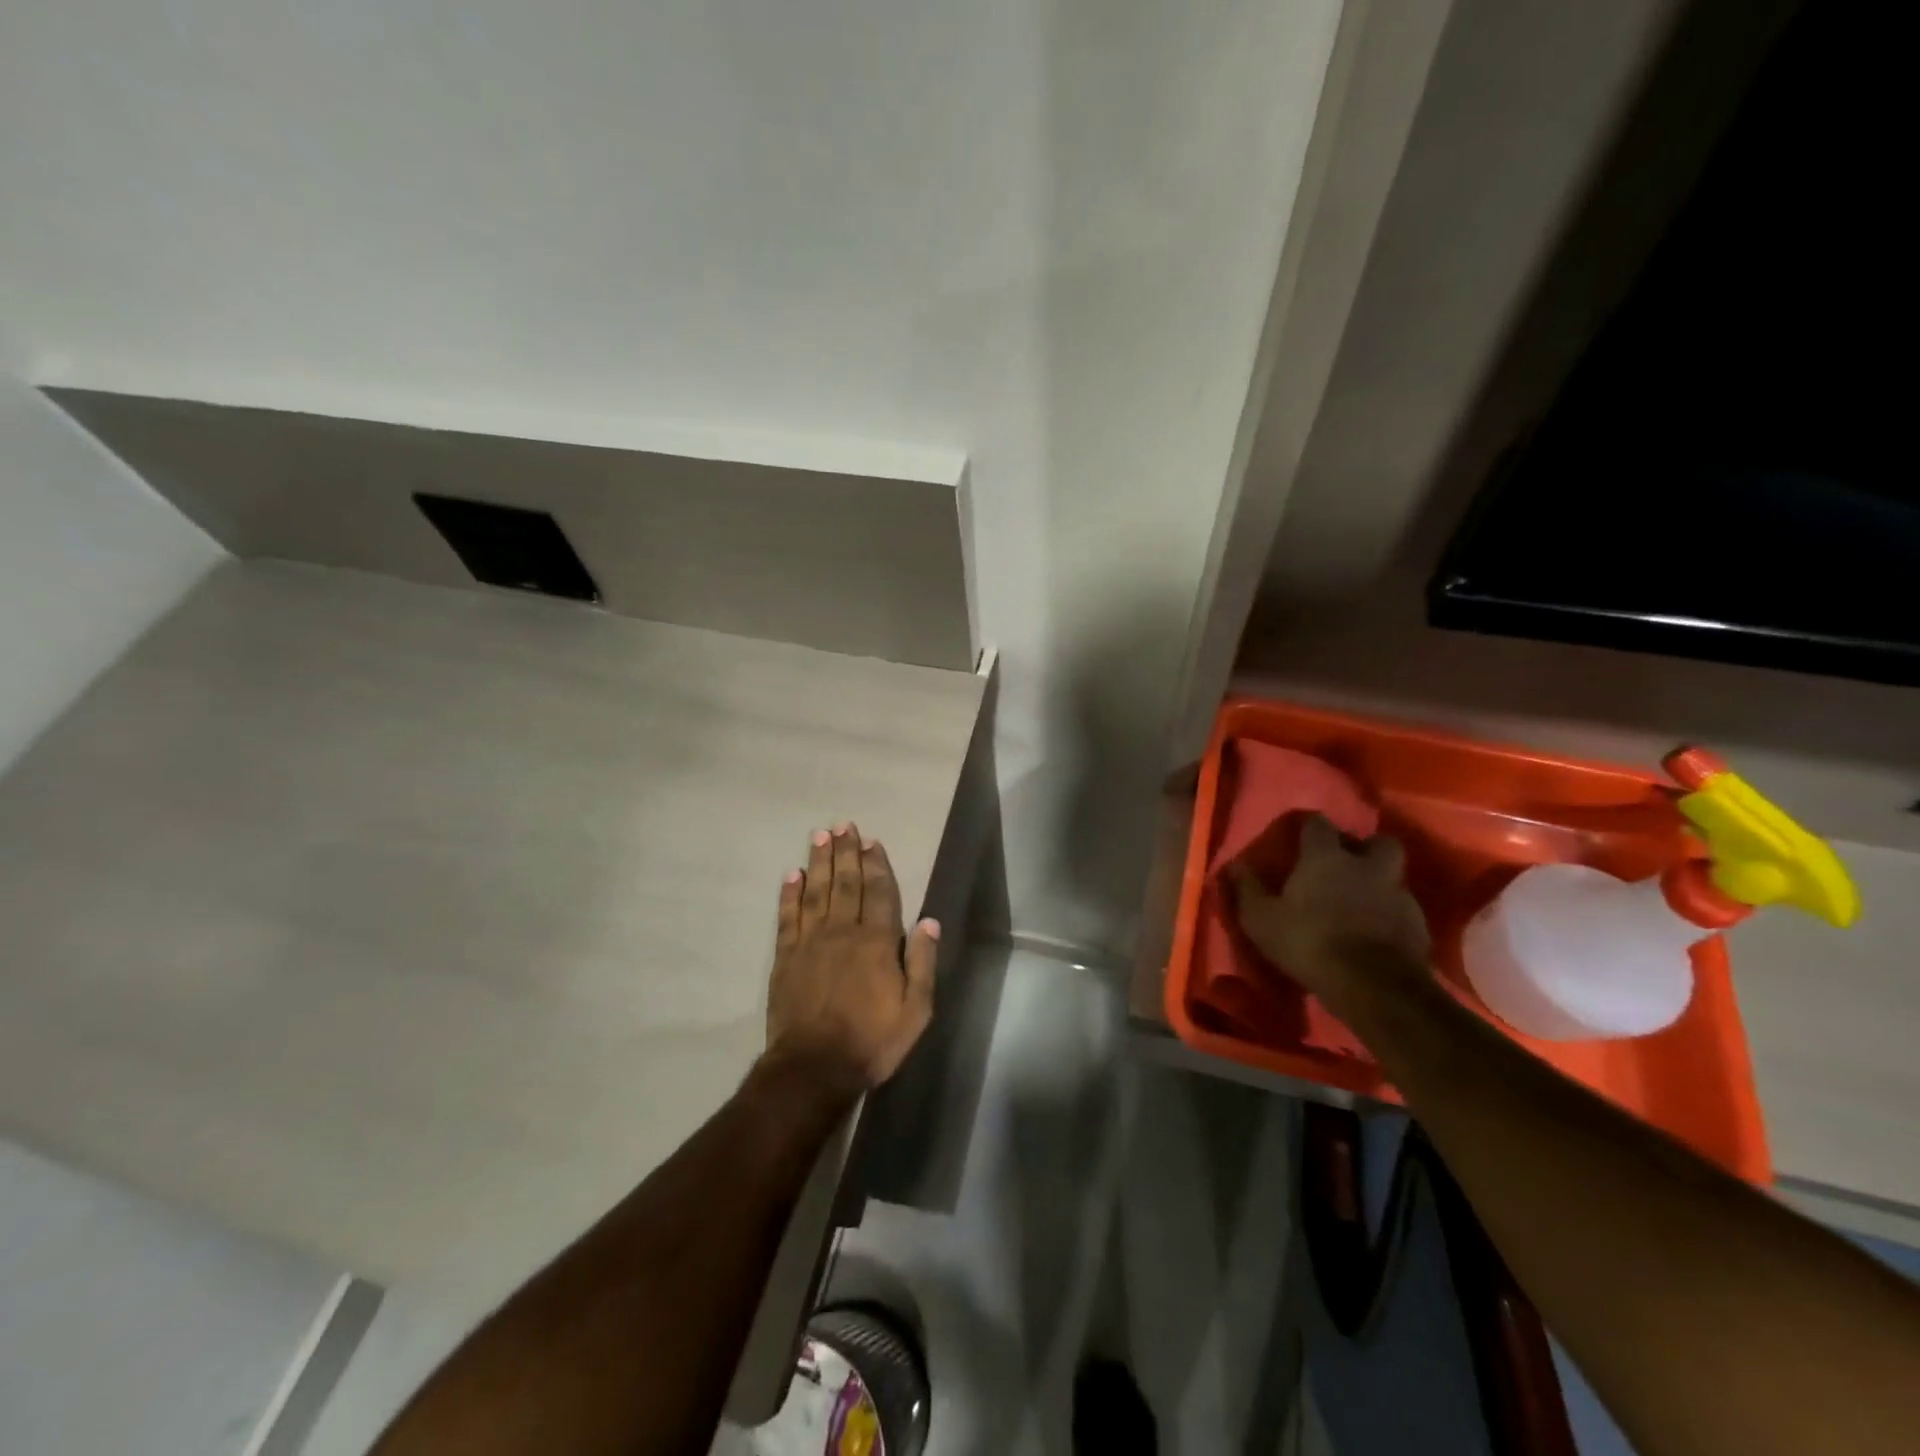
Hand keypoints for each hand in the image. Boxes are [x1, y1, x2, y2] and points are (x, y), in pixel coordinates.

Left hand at [766, 823, 938, 1092]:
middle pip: (845, 883)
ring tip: (820, 835)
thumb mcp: (916, 1010)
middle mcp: (843, 932)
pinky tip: (793, 875)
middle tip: (843, 825)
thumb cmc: (872, 1041)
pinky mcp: (785, 957)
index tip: (871, 840)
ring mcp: (810, 942)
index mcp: (877, 942)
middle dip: (846, 852)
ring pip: (816, 892)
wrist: (814, 1069)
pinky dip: (790, 894)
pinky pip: (787, 917)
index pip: (878, 892)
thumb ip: (922, 962)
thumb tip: (930, 921)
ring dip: (819, 862)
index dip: (876, 864)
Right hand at [1228, 814, 1431, 1009]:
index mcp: (1326, 858)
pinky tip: (1376, 931)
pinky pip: (1403, 909)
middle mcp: (1367, 867)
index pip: (1318, 824)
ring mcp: (1398, 895)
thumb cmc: (1309, 943)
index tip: (1300, 835)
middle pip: (1377, 842)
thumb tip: (1233, 866)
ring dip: (1379, 883)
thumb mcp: (1261, 919)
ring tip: (1361, 902)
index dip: (1309, 826)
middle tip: (1347, 863)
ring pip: (1393, 876)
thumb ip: (1247, 889)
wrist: (1374, 987)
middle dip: (1364, 848)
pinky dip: (1390, 915)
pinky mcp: (1419, 926)